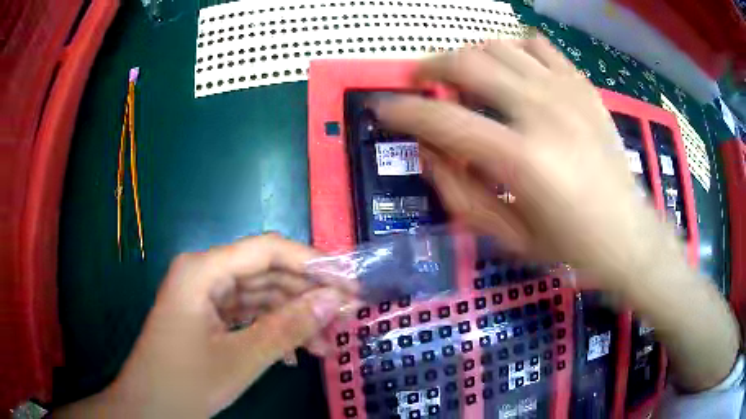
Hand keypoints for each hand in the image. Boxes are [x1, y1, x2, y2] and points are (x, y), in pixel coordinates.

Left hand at [58, 234, 356, 417]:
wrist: (148, 408)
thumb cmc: (185, 383)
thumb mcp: (240, 359)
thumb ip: (287, 328)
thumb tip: (334, 302)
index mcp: (203, 271)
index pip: (267, 250)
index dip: (312, 263)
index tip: (348, 283)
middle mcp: (203, 274)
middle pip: (266, 274)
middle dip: (305, 298)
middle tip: (343, 320)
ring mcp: (204, 296)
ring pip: (259, 297)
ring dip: (292, 319)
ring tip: (323, 346)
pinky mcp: (206, 316)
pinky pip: (246, 315)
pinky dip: (271, 331)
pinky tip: (292, 355)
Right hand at [374, 35, 659, 285]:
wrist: (629, 235)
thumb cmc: (570, 246)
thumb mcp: (508, 237)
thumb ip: (460, 193)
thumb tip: (428, 151)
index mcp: (522, 159)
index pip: (443, 120)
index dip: (403, 111)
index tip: (382, 108)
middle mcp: (542, 112)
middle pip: (467, 62)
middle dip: (430, 67)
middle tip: (420, 82)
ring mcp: (567, 93)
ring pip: (499, 46)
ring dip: (469, 57)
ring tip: (462, 77)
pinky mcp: (583, 88)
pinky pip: (538, 46)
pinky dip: (513, 49)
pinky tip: (511, 70)